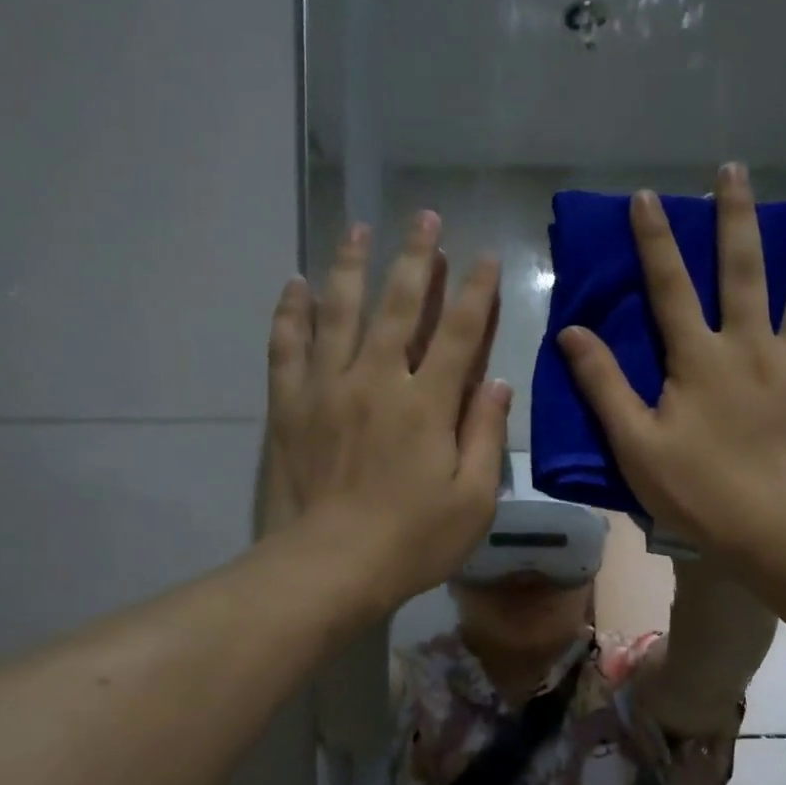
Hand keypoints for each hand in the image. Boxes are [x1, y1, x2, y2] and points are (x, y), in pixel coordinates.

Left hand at [268, 210, 509, 609]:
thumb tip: (498, 382)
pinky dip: (292, 312)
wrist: (329, 567)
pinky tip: (295, 284)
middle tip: (424, 217)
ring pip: (339, 311)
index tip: (484, 256)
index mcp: (427, 403)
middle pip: (398, 305)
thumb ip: (485, 435)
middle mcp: (377, 380)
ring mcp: (328, 388)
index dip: (475, 291)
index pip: (458, 332)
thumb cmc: (412, 541)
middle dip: (416, 258)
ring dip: (351, 266)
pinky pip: (287, 346)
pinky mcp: (290, 406)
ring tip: (358, 228)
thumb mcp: (473, 500)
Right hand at [557, 163, 785, 554]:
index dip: (656, 241)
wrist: (775, 530)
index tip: (649, 197)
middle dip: (736, 217)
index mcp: (698, 359)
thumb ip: (604, 385)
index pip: (670, 287)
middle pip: (743, 270)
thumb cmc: (698, 492)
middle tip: (736, 170)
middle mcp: (750, 345)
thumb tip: (572, 332)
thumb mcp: (635, 444)